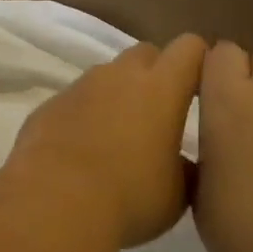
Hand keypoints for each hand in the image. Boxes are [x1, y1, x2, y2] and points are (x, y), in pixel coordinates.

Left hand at [7, 34, 208, 247]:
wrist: (54, 203)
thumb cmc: (129, 198)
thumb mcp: (177, 194)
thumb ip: (187, 168)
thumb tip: (184, 164)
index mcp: (161, 88)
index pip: (189, 48)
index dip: (199, 61)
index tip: (203, 87)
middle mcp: (119, 76)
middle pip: (145, 53)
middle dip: (157, 73)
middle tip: (160, 113)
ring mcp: (79, 87)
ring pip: (107, 76)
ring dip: (117, 94)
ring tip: (118, 136)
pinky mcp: (49, 105)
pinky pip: (75, 100)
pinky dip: (84, 115)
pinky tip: (81, 150)